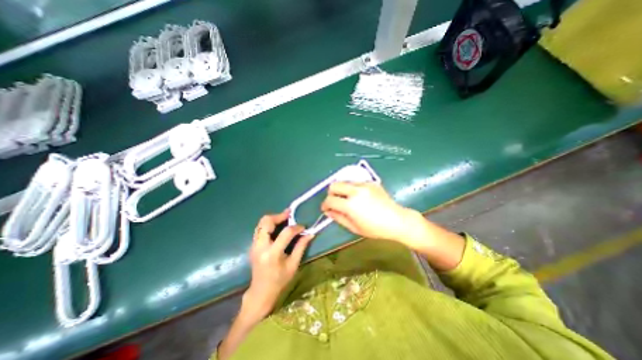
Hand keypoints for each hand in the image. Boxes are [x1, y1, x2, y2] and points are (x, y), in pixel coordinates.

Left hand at [243, 210, 312, 319]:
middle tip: (290, 214)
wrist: (261, 292)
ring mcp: (254, 245)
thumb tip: (310, 234)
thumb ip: (301, 247)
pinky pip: (260, 228)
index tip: (303, 227)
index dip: (296, 227)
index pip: (285, 233)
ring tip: (285, 218)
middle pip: (266, 222)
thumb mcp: (293, 265)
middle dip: (279, 216)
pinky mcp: (253, 245)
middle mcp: (260, 247)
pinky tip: (278, 227)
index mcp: (272, 254)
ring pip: (261, 223)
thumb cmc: (279, 281)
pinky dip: (269, 224)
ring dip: (273, 218)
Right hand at [322, 183, 430, 250]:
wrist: (397, 220)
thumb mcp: (354, 227)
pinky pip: (355, 182)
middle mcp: (355, 191)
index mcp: (351, 205)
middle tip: (335, 201)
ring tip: (348, 199)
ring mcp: (364, 185)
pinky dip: (352, 188)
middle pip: (334, 185)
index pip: (330, 200)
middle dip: (331, 193)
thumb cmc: (375, 228)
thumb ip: (338, 218)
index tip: (326, 208)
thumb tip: (328, 211)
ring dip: (342, 190)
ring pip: (344, 181)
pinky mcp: (371, 182)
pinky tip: (359, 197)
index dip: (325, 204)